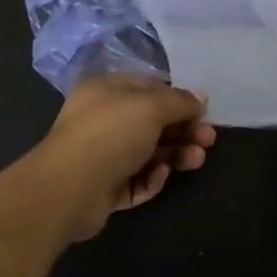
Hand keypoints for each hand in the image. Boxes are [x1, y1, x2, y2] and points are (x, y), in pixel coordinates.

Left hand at [34, 74, 213, 241]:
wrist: (69, 189)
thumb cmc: (111, 133)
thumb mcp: (151, 107)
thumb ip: (179, 101)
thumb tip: (201, 96)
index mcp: (107, 91)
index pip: (149, 88)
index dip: (178, 98)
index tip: (204, 111)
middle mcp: (103, 119)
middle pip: (151, 122)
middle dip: (182, 129)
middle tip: (208, 140)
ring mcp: (102, 154)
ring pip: (147, 152)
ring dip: (174, 154)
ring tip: (196, 160)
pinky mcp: (104, 187)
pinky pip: (135, 180)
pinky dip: (151, 178)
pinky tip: (160, 176)